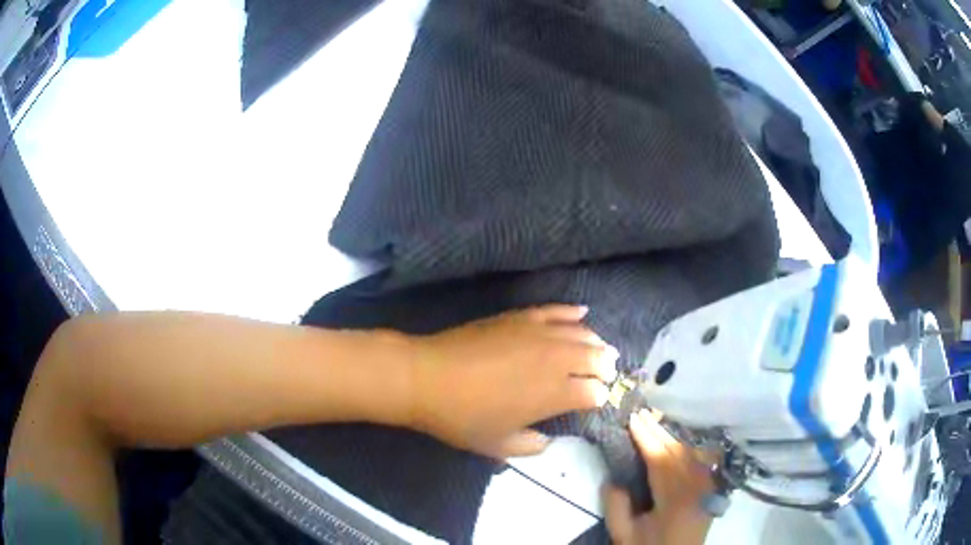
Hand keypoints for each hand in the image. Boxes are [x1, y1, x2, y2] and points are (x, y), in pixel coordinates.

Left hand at [408, 305, 616, 458]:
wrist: (426, 378)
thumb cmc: (462, 418)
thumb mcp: (498, 446)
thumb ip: (531, 446)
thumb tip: (548, 440)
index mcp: (554, 394)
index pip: (593, 393)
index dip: (598, 398)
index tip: (595, 402)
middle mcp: (555, 360)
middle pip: (595, 358)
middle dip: (605, 367)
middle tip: (606, 372)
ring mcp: (538, 334)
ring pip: (581, 333)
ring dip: (596, 342)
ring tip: (601, 349)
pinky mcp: (520, 317)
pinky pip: (554, 310)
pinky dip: (572, 312)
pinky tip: (582, 313)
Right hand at [605, 410, 714, 544]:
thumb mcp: (624, 535)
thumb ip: (616, 507)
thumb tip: (613, 478)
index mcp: (676, 501)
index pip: (661, 461)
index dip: (646, 438)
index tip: (632, 419)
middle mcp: (697, 489)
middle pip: (678, 453)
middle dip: (658, 431)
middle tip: (641, 413)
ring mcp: (708, 488)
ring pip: (692, 454)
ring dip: (672, 437)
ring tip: (655, 422)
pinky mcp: (711, 489)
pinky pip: (702, 461)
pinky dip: (689, 448)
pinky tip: (679, 440)